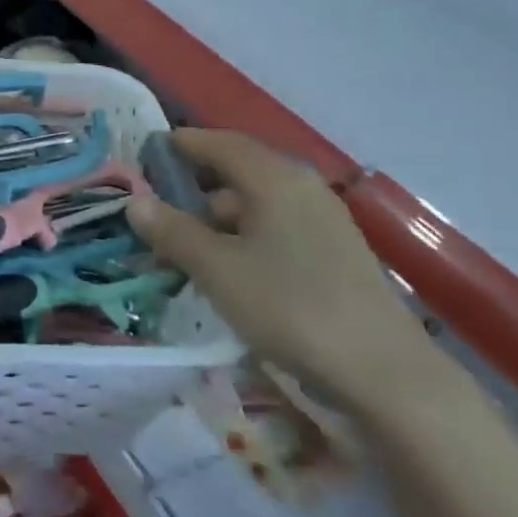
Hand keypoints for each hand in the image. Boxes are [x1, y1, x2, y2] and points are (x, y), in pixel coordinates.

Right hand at [129, 130, 442, 417]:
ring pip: (254, 207)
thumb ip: (172, 231)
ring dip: (214, 221)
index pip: (219, 143)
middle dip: (192, 189)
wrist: (382, 373)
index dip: (181, 144)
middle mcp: (302, 189)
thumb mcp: (216, 268)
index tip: (145, 153)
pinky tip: (223, 271)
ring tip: (179, 249)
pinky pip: (273, 231)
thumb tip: (134, 202)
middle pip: (237, 173)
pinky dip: (240, 240)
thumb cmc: (289, 306)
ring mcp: (323, 222)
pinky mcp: (333, 255)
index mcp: (276, 179)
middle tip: (152, 209)